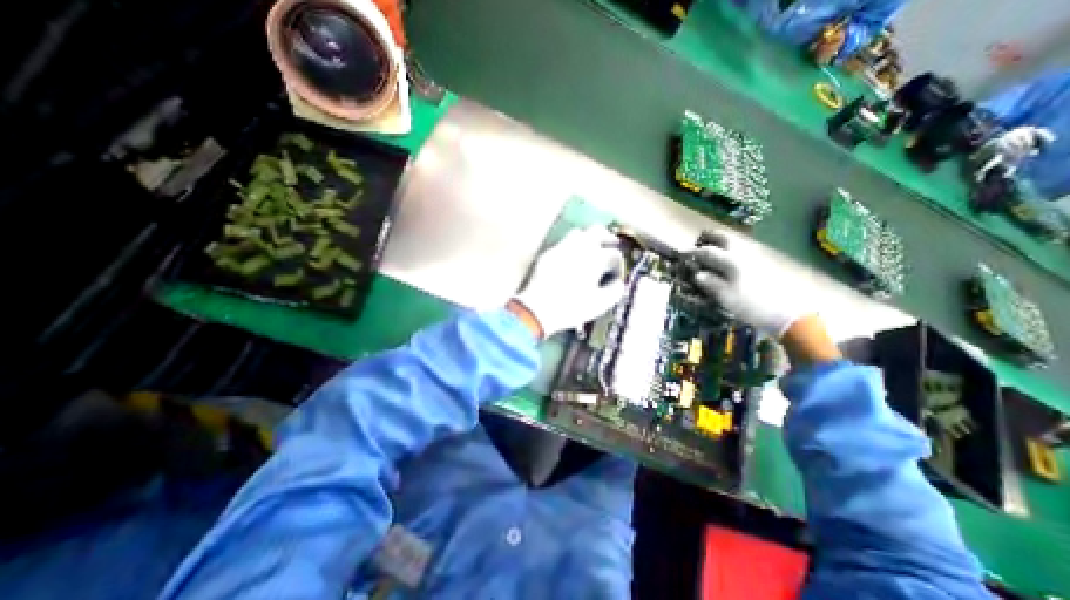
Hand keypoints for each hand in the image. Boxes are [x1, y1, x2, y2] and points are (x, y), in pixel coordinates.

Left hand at [513, 226, 628, 337]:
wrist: (538, 309)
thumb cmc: (572, 307)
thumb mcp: (600, 304)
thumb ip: (615, 291)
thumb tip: (618, 283)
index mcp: (595, 258)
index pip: (613, 253)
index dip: (618, 264)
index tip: (615, 274)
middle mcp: (579, 247)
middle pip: (597, 231)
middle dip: (606, 237)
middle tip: (610, 246)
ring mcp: (561, 248)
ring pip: (578, 233)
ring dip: (587, 239)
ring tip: (590, 251)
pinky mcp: (548, 254)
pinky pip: (562, 243)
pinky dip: (571, 247)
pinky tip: (570, 260)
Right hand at [686, 231, 811, 337]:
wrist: (789, 313)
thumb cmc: (753, 305)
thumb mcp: (726, 297)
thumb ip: (710, 283)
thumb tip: (697, 274)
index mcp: (731, 261)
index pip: (707, 252)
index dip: (693, 253)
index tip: (682, 254)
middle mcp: (743, 253)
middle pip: (724, 238)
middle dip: (709, 237)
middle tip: (699, 241)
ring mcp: (756, 256)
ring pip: (736, 241)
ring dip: (722, 241)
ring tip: (714, 248)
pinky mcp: (766, 262)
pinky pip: (744, 248)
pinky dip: (733, 248)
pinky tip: (731, 257)